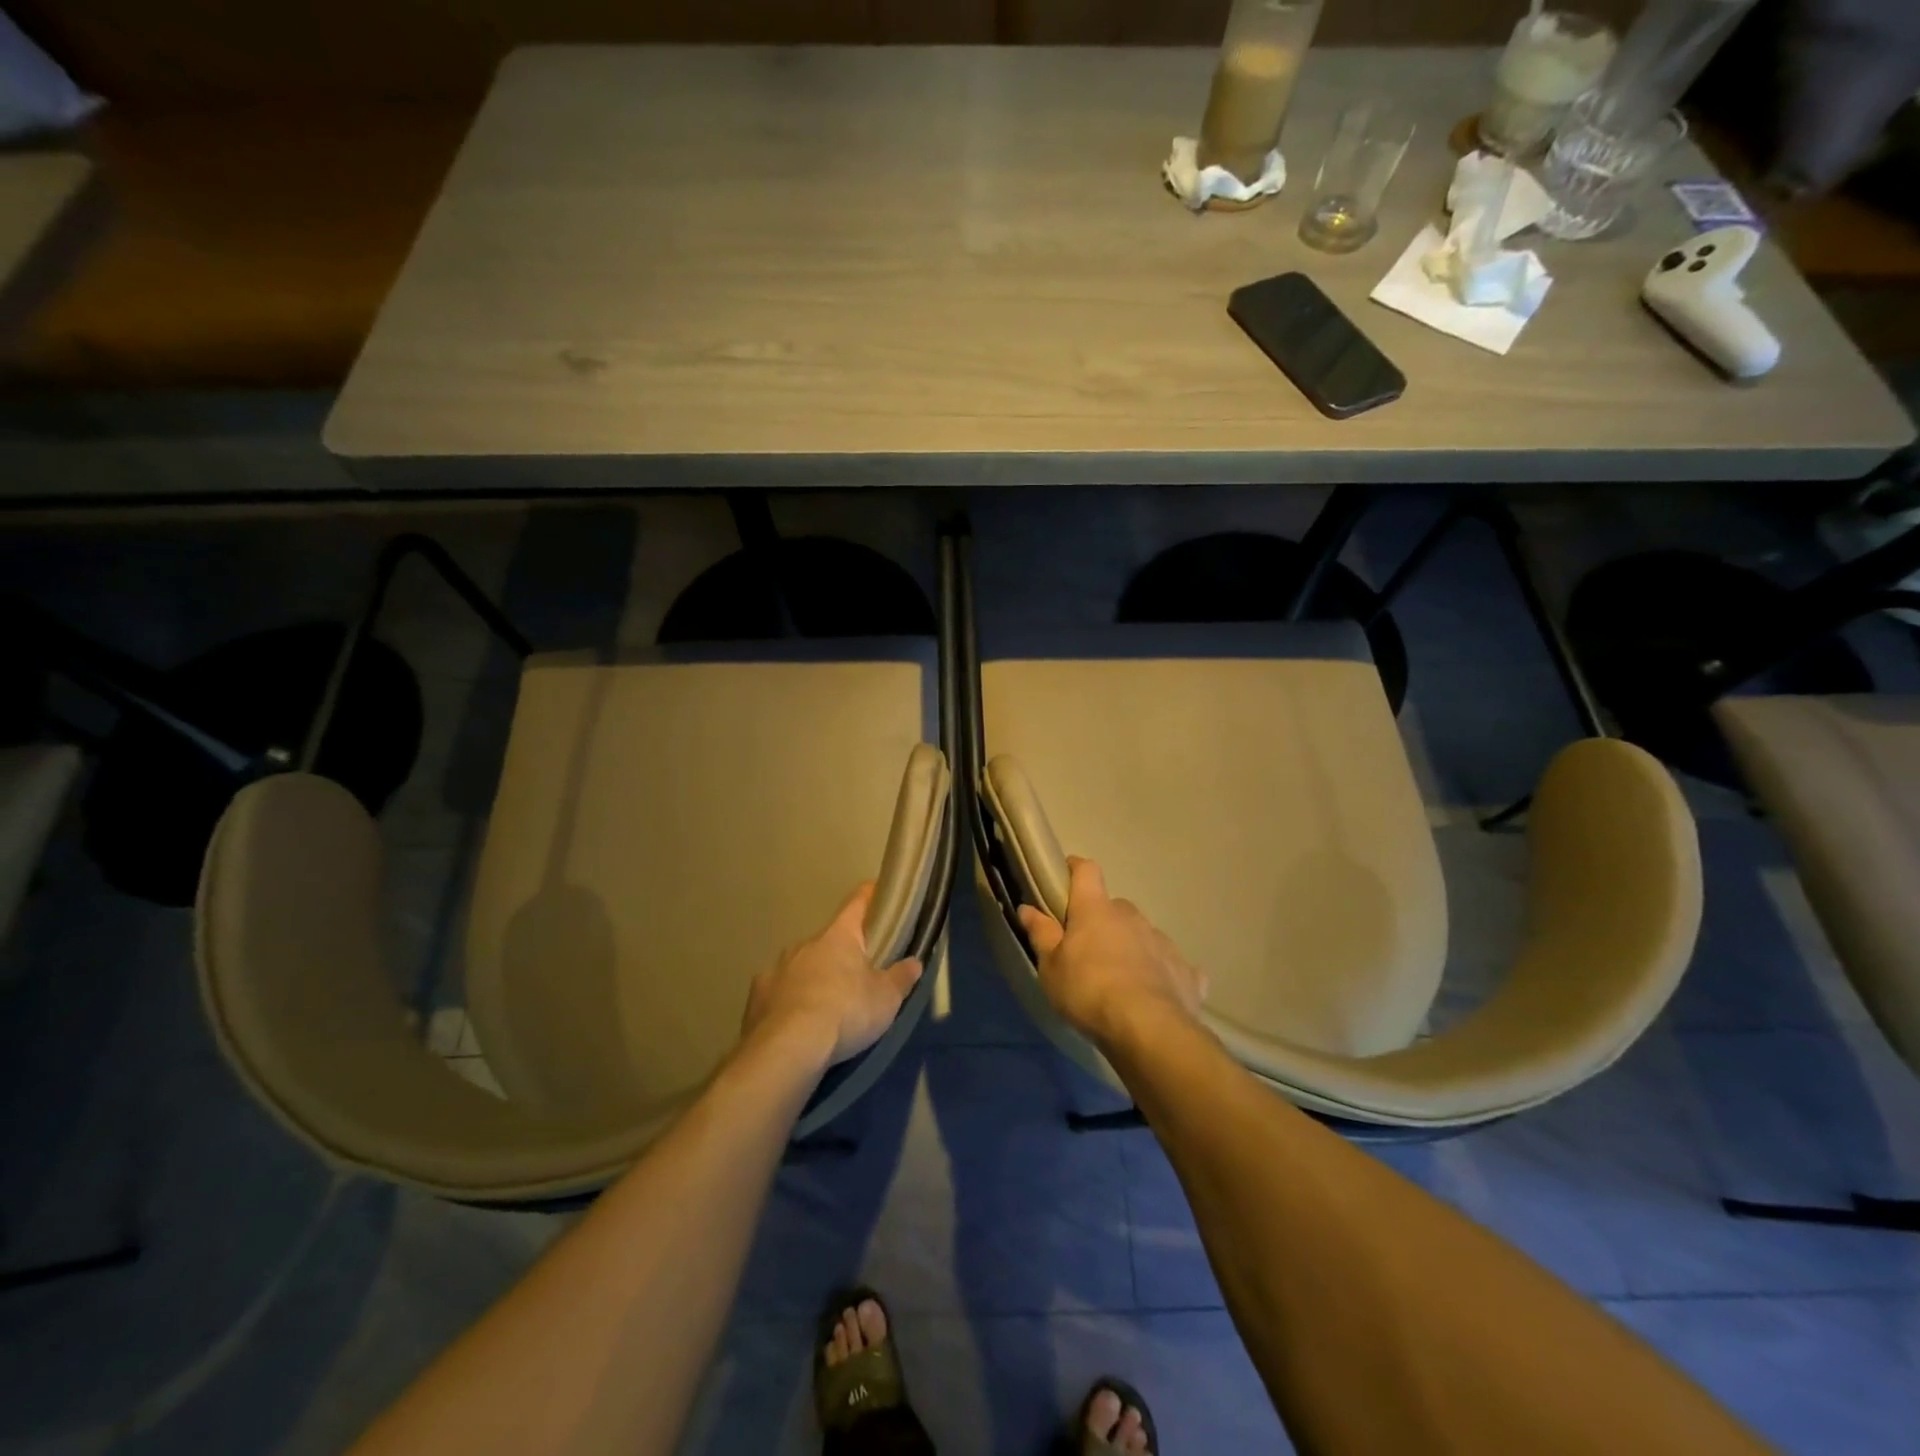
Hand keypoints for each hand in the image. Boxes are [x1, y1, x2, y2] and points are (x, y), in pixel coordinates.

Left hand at [743, 882, 923, 1067]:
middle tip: (857, 974)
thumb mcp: (886, 999)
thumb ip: (901, 978)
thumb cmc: (846, 1012)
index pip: (856, 903)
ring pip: (802, 965)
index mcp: (838, 937)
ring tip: (826, 1005)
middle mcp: (805, 944)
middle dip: (842, 953)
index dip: (869, 896)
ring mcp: (777, 968)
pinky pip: (778, 991)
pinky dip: (789, 1000)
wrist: (789, 1047)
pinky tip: (795, 1021)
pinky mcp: (757, 996)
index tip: (877, 891)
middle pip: (829, 940)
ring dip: (814, 977)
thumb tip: (914, 963)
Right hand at [1017, 857, 1206, 1050]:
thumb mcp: (1051, 967)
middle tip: (1087, 950)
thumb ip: (1041, 934)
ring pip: (1141, 935)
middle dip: (1101, 922)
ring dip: (1130, 947)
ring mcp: (1161, 941)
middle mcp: (1131, 916)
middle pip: (1114, 908)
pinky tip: (1155, 996)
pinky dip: (1160, 974)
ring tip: (1120, 980)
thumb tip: (1027, 907)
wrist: (1149, 1028)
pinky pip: (1169, 965)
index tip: (1065, 878)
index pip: (1086, 871)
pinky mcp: (1186, 970)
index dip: (1075, 870)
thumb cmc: (1088, 991)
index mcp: (1095, 909)